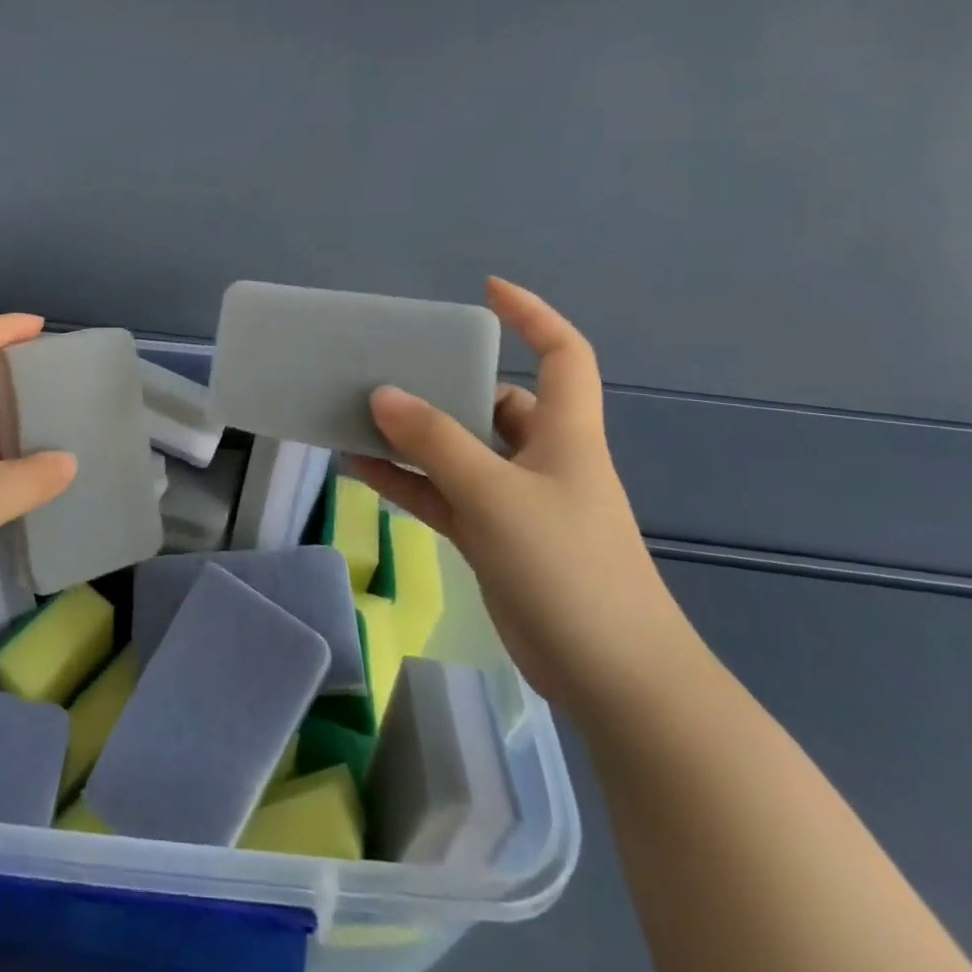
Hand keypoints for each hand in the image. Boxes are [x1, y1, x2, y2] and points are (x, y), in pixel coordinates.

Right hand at [343, 277, 696, 716]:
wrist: (614, 679)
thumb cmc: (569, 567)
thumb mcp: (496, 494)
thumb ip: (436, 442)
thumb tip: (383, 394)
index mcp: (565, 434)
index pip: (563, 354)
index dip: (533, 315)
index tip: (486, 292)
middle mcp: (541, 458)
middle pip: (494, 402)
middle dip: (444, 383)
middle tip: (388, 366)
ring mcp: (514, 501)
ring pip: (457, 451)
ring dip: (412, 436)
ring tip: (357, 413)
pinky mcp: (493, 539)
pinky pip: (440, 495)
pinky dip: (405, 480)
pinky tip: (358, 467)